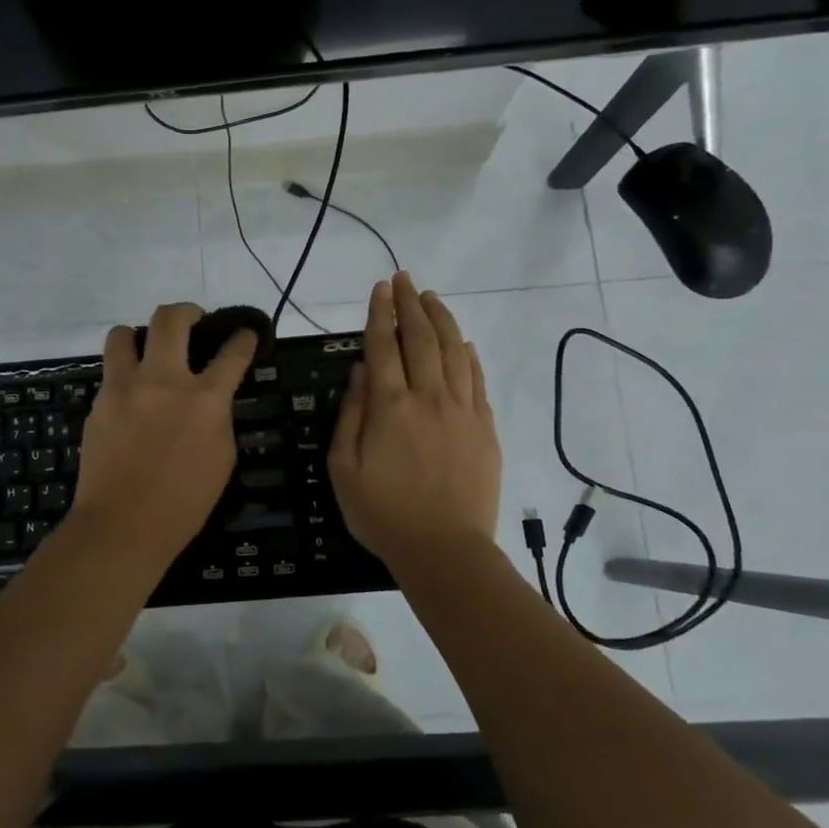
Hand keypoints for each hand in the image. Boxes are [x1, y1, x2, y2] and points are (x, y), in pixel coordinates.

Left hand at [70, 303, 258, 567]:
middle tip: (193, 322)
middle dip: (187, 311)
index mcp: (205, 399)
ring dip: (140, 335)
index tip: (244, 333)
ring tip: (147, 351)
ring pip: (124, 333)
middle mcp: (163, 380)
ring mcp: (125, 388)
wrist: (122, 525)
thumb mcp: (222, 458)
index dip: (243, 337)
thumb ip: (218, 417)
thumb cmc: (184, 503)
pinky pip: (110, 371)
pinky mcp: (99, 402)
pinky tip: (131, 396)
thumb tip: (212, 398)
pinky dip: (124, 373)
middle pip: (171, 319)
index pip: (232, 351)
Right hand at [329, 273, 501, 571]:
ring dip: (442, 320)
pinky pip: (477, 381)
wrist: (444, 549)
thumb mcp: (344, 468)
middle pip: (421, 339)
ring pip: (454, 352)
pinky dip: (469, 356)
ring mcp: (462, 411)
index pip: (384, 346)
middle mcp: (428, 398)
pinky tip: (463, 343)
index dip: (381, 313)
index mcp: (390, 407)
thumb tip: (361, 372)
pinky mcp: (485, 428)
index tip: (381, 288)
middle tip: (406, 278)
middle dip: (412, 304)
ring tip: (432, 298)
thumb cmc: (382, 513)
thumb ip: (350, 415)